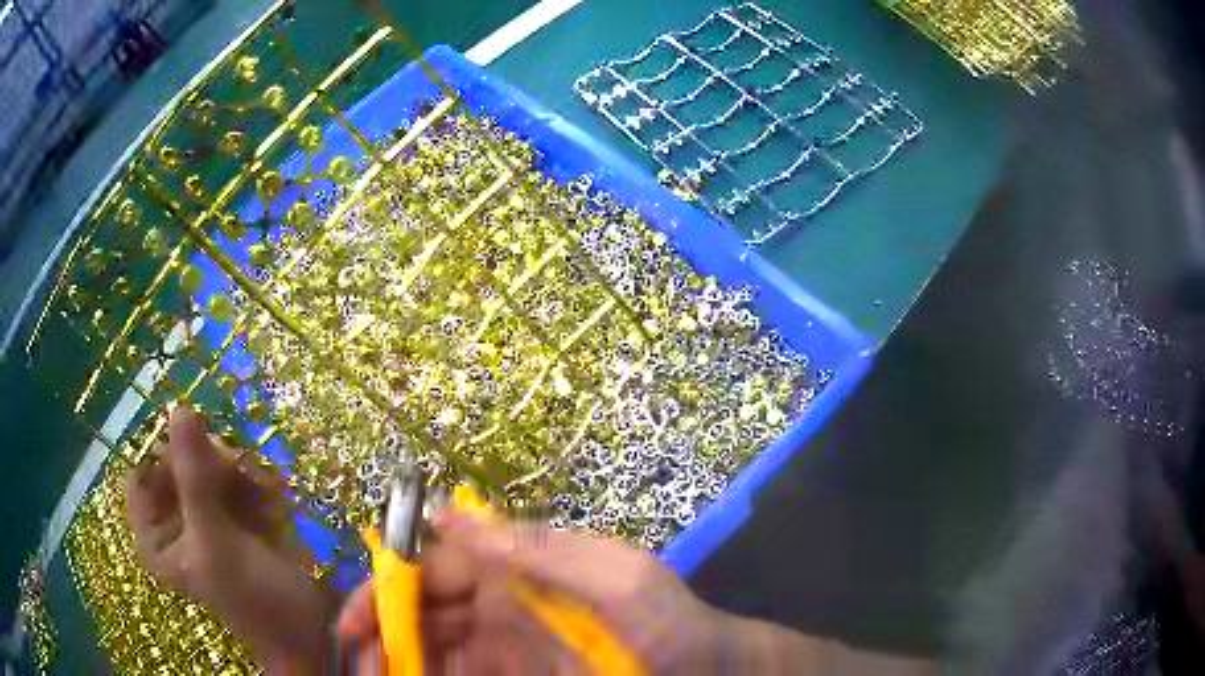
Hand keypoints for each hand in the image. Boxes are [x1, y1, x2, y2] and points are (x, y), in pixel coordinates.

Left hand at [126, 407, 338, 673]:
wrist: (311, 631)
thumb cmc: (253, 597)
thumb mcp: (217, 538)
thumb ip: (194, 475)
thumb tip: (179, 407)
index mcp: (154, 535)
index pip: (143, 470)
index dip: (165, 451)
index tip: (195, 445)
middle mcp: (175, 521)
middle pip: (179, 464)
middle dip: (211, 465)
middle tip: (236, 471)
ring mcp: (206, 518)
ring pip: (211, 467)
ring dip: (240, 475)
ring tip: (264, 495)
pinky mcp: (236, 517)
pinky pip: (237, 480)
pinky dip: (256, 486)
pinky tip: (274, 503)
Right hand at [336, 511, 728, 674]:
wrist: (709, 671)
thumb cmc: (669, 624)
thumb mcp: (616, 579)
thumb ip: (539, 548)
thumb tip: (447, 512)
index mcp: (518, 568)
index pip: (435, 567)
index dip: (389, 589)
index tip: (355, 625)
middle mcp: (501, 602)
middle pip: (423, 610)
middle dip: (382, 631)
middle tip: (357, 664)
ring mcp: (506, 644)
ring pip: (433, 645)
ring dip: (397, 660)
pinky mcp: (513, 674)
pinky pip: (458, 673)